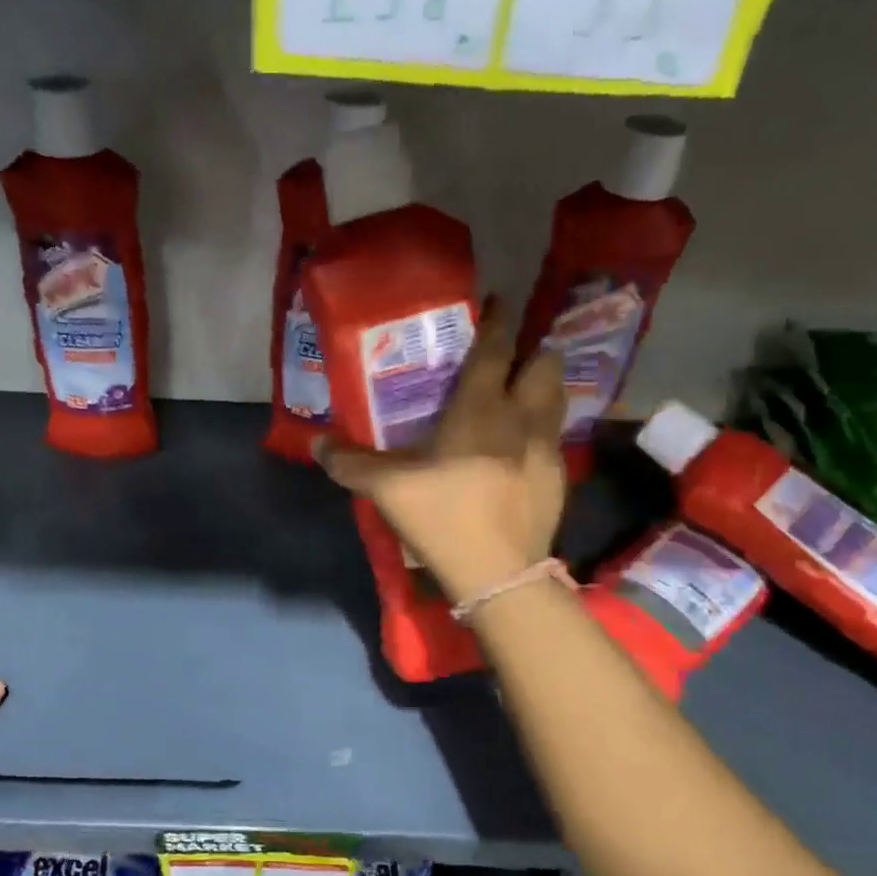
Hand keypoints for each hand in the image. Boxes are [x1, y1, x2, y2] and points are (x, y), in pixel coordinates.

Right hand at [316, 297, 566, 601]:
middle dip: (531, 353)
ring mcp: (547, 449)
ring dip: (541, 389)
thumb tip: (318, 444)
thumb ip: (351, 463)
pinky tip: (520, 453)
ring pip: (556, 399)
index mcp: (482, 409)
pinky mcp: (558, 479)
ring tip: (519, 397)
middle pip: (543, 365)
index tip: (498, 301)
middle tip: (509, 359)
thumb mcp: (387, 490)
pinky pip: (554, 440)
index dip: (498, 320)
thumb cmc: (443, 518)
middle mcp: (522, 419)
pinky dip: (540, 432)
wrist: (499, 574)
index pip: (496, 348)